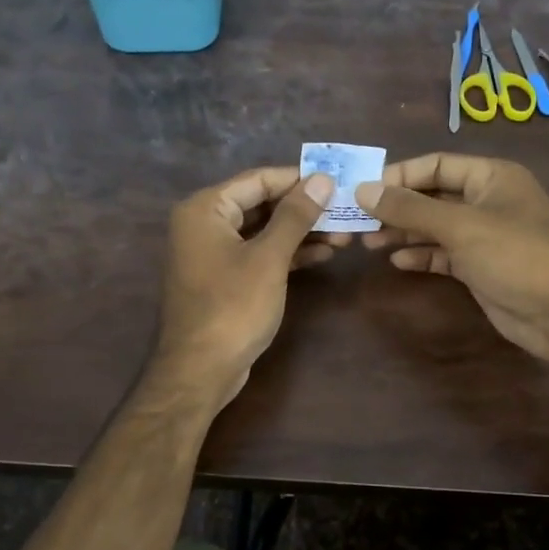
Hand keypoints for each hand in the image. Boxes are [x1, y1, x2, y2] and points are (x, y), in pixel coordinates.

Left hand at [152, 167, 341, 407]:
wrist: (201, 370)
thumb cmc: (233, 307)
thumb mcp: (269, 258)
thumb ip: (296, 216)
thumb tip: (323, 179)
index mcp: (205, 209)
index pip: (258, 179)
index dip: (299, 179)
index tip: (339, 180)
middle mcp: (204, 224)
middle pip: (261, 204)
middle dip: (305, 208)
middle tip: (347, 209)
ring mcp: (213, 253)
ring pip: (263, 230)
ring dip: (302, 232)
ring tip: (346, 234)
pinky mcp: (224, 278)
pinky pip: (259, 253)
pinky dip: (288, 253)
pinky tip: (323, 254)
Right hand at [359, 153, 548, 361]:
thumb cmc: (514, 254)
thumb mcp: (460, 225)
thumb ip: (410, 207)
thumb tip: (363, 190)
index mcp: (491, 176)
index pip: (436, 165)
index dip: (399, 175)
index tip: (363, 190)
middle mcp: (487, 200)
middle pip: (433, 196)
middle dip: (397, 207)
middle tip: (359, 220)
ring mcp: (485, 235)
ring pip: (435, 227)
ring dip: (404, 233)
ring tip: (368, 243)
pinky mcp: (481, 266)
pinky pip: (444, 254)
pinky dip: (422, 255)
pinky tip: (398, 262)